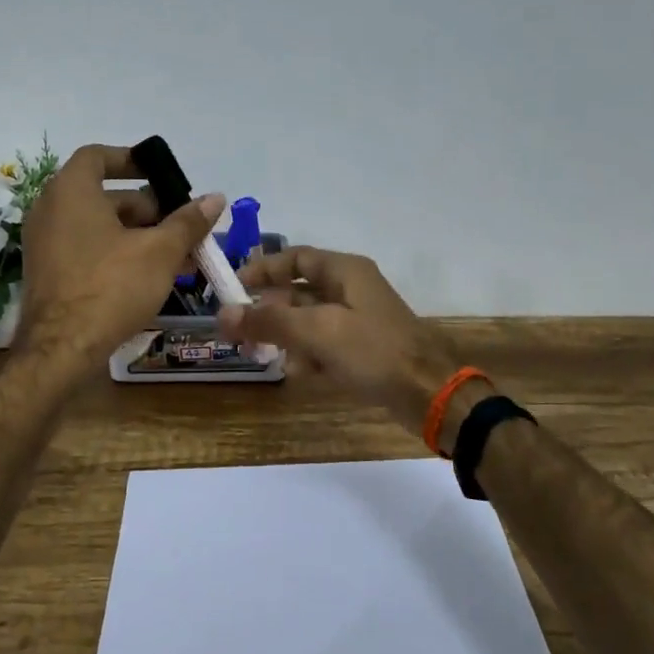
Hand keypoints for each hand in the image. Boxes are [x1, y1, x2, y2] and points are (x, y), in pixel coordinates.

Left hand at [16, 144, 224, 366]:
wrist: (62, 349)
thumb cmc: (111, 287)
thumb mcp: (160, 252)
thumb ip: (188, 222)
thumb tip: (215, 198)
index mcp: (71, 191)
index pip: (98, 157)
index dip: (132, 161)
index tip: (160, 175)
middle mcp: (50, 210)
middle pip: (104, 196)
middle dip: (148, 209)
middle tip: (182, 227)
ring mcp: (45, 244)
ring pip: (98, 227)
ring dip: (138, 235)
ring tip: (177, 256)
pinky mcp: (48, 273)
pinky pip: (86, 250)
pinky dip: (116, 253)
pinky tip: (150, 276)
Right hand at [216, 246, 475, 441]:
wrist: (430, 395)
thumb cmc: (374, 352)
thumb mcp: (318, 332)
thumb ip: (269, 321)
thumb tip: (222, 314)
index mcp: (345, 271)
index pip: (295, 258)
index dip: (262, 269)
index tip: (231, 288)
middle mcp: (351, 290)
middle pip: (297, 293)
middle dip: (268, 313)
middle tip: (239, 334)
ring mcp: (357, 321)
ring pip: (307, 323)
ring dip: (286, 339)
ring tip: (266, 358)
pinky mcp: (362, 350)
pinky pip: (324, 346)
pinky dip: (309, 357)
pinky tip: (302, 375)